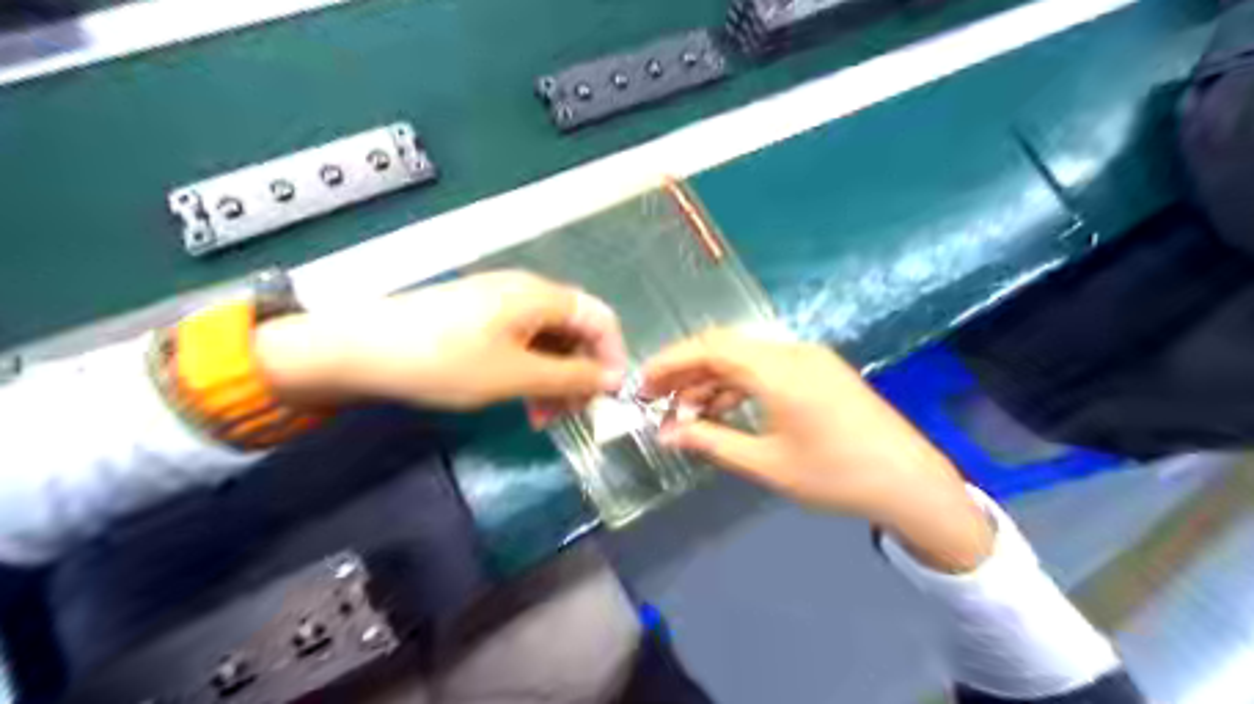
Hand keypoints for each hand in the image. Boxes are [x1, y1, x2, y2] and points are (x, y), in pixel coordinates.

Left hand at [254, 271, 627, 411]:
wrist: (358, 349)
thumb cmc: (444, 361)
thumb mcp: (515, 376)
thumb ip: (570, 378)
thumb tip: (612, 380)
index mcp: (540, 296)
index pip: (599, 318)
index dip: (612, 356)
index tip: (609, 396)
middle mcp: (526, 292)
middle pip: (575, 329)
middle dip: (581, 372)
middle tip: (570, 414)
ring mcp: (500, 304)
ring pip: (548, 340)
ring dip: (555, 377)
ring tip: (541, 416)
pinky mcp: (479, 318)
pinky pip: (522, 342)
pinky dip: (531, 371)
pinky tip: (519, 398)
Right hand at [647, 330, 990, 570]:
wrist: (909, 481)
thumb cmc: (835, 476)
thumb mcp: (765, 463)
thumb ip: (710, 442)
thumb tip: (665, 434)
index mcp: (777, 370)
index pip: (709, 348)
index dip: (670, 362)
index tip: (642, 384)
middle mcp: (791, 351)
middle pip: (724, 347)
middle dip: (686, 371)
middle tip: (658, 401)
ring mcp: (808, 357)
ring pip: (745, 357)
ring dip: (712, 380)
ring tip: (687, 414)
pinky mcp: (819, 369)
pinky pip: (766, 366)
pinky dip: (739, 384)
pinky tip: (723, 409)